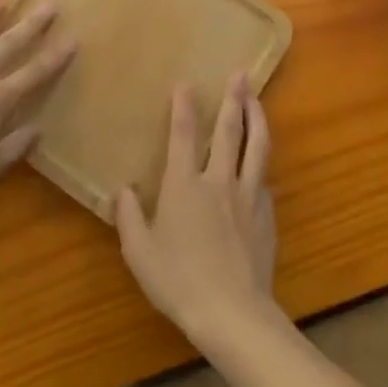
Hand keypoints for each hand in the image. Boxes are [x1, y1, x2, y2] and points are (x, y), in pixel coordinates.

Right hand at [117, 77, 278, 349]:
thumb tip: (121, 190)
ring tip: (257, 101)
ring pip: (257, 147)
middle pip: (228, 131)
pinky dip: (262, 164)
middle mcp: (218, 181)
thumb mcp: (140, 253)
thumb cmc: (179, 281)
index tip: (186, 83)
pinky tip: (262, 163)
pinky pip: (264, 180)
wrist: (232, 313)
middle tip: (240, 73)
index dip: (184, 107)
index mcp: (184, 185)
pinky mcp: (266, 215)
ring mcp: (247, 196)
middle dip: (233, 98)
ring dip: (257, 119)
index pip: (183, 135)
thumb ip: (129, 218)